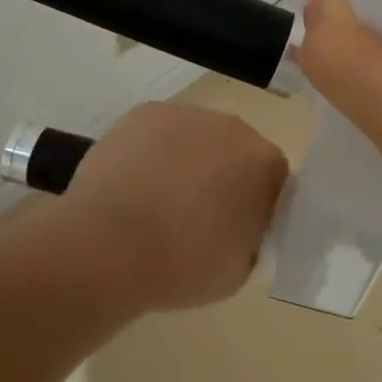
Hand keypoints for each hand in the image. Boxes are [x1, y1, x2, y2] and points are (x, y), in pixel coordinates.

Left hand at [59, 102, 288, 312]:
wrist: (110, 246)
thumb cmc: (182, 265)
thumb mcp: (240, 269)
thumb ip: (251, 237)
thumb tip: (239, 225)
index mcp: (265, 165)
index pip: (271, 179)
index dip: (252, 203)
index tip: (232, 228)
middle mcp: (234, 128)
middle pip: (235, 150)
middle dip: (220, 174)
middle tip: (193, 214)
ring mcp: (188, 115)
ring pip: (195, 136)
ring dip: (185, 159)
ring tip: (155, 198)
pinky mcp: (146, 112)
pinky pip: (159, 131)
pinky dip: (151, 150)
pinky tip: (133, 181)